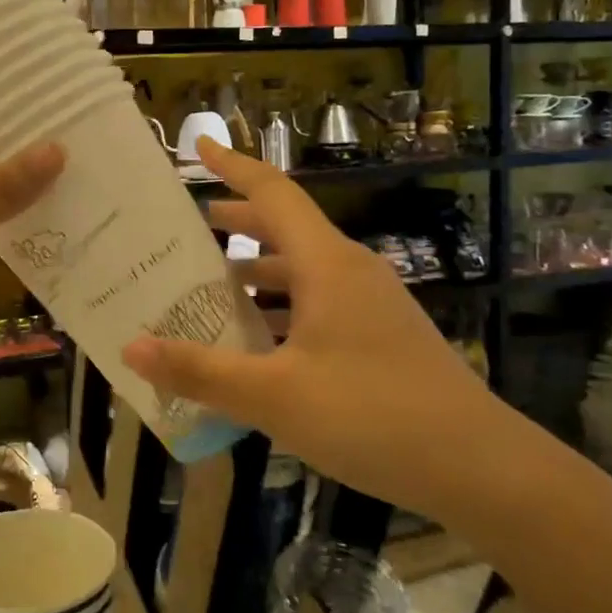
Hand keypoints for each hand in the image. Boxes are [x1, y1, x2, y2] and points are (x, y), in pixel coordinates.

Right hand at [121, 139, 521, 526]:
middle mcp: (350, 272)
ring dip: (259, 271)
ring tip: (215, 286)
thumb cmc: (372, 415)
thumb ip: (201, 370)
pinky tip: (260, 343)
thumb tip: (131, 347)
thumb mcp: (274, 395)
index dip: (233, 165)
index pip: (273, 193)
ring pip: (304, 270)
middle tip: (193, 227)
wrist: (480, 466)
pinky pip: (320, 303)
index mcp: (326, 265)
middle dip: (239, 222)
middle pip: (287, 228)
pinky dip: (283, 308)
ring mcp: (372, 305)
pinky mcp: (382, 337)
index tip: (198, 146)